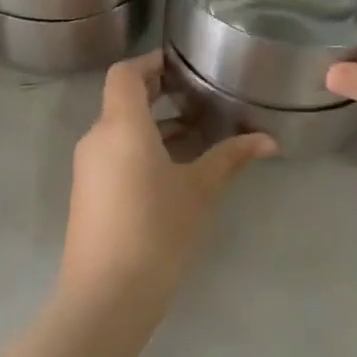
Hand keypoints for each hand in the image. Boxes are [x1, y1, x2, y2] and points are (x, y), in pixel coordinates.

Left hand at [61, 51, 276, 309]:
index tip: (182, 64)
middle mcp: (97, 138)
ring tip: (196, 133)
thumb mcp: (200, 191)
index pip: (126, 73)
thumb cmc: (157, 230)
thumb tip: (269, 140)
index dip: (152, 62)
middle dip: (159, 93)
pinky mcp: (88, 192)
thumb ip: (231, 158)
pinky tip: (173, 169)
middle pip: (122, 99)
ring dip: (153, 124)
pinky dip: (141, 148)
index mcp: (121, 125)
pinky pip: (113, 154)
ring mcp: (88, 167)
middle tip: (198, 96)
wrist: (106, 294)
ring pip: (119, 129)